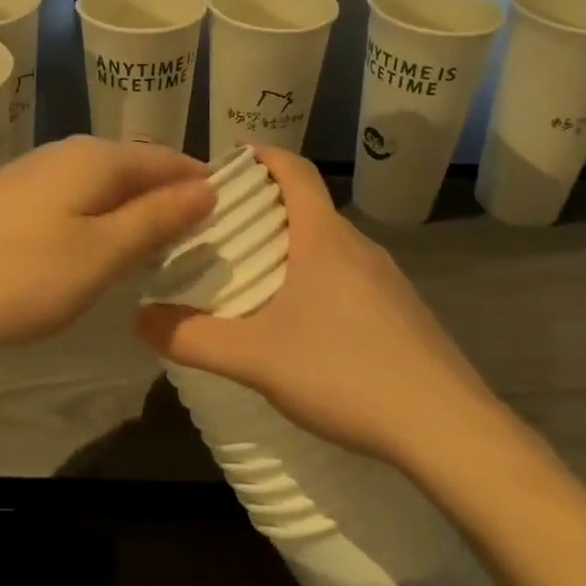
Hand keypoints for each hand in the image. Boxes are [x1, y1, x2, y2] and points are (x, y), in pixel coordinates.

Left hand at [0, 136, 213, 345]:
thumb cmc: (15, 272)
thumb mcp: (99, 254)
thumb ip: (156, 220)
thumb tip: (208, 188)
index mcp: (100, 159)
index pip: (172, 161)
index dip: (207, 185)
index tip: (239, 217)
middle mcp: (72, 153)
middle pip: (141, 170)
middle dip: (176, 201)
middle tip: (208, 244)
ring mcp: (40, 172)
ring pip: (110, 186)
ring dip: (140, 213)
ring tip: (165, 252)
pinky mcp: (16, 196)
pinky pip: (81, 200)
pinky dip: (106, 221)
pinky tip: (104, 250)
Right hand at [132, 146, 509, 466]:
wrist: (448, 430)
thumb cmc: (345, 372)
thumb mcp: (256, 358)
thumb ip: (192, 337)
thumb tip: (137, 319)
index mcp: (323, 237)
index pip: (294, 169)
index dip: (262, 155)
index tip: (228, 160)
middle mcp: (358, 246)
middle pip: (307, 207)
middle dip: (264, 209)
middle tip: (221, 231)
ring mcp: (388, 281)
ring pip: (329, 246)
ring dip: (292, 248)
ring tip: (254, 279)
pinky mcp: (404, 314)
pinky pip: (350, 278)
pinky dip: (318, 280)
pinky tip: (304, 327)